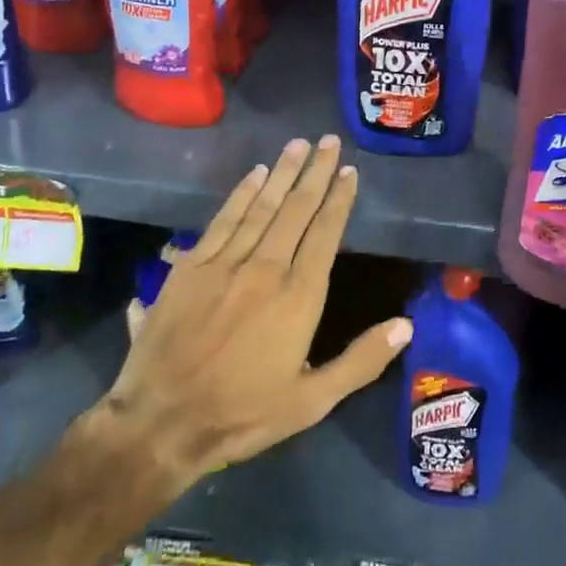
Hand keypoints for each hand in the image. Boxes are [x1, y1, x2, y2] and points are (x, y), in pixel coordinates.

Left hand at [82, 135, 411, 514]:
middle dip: (315, 172)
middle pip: (295, 210)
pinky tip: (254, 175)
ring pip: (261, 207)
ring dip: (281, 173)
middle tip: (328, 142)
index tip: (349, 172)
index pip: (325, 234)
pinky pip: (222, 220)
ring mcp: (224, 264)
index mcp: (298, 297)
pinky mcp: (189, 268)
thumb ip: (360, 361)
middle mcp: (265, 269)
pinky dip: (241, 194)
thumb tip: (406, 325)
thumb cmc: (242, 414)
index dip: (339, 200)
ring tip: (298, 144)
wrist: (160, 423)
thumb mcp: (312, 402)